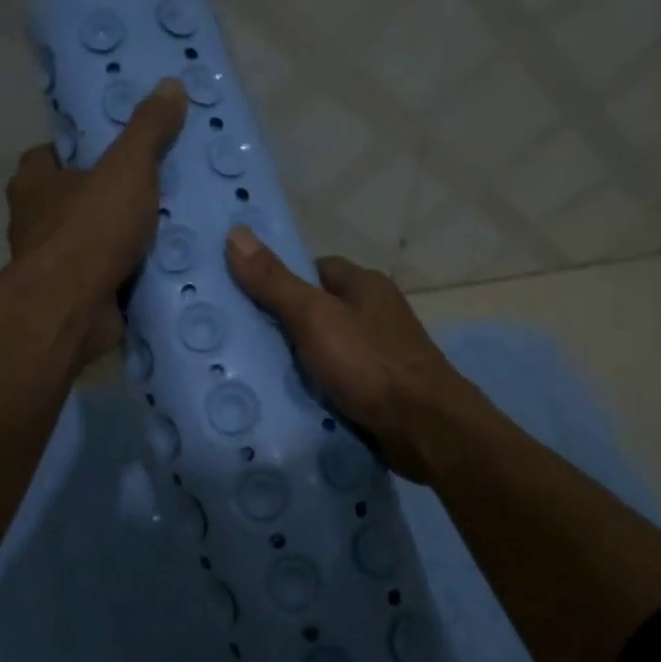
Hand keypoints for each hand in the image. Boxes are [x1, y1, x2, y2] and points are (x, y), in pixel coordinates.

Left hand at [5, 78, 186, 364]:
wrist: (74, 307)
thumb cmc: (91, 227)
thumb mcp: (128, 167)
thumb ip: (148, 129)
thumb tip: (170, 84)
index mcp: (34, 182)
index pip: (51, 154)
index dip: (81, 150)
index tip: (118, 151)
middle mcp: (34, 221)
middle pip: (73, 199)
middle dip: (107, 197)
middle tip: (154, 189)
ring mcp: (52, 264)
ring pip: (90, 241)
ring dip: (120, 239)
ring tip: (168, 229)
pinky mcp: (74, 297)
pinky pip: (105, 276)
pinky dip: (127, 273)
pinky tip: (162, 269)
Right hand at [224, 226, 483, 480]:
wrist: (425, 429)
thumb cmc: (369, 363)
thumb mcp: (314, 317)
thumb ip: (274, 282)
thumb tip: (235, 233)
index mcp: (365, 285)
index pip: (314, 269)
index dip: (280, 278)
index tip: (243, 297)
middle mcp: (375, 314)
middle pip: (317, 310)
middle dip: (282, 324)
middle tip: (236, 338)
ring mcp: (379, 354)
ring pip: (325, 349)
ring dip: (296, 361)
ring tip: (248, 372)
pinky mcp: (379, 390)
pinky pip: (336, 381)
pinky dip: (314, 388)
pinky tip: (285, 399)